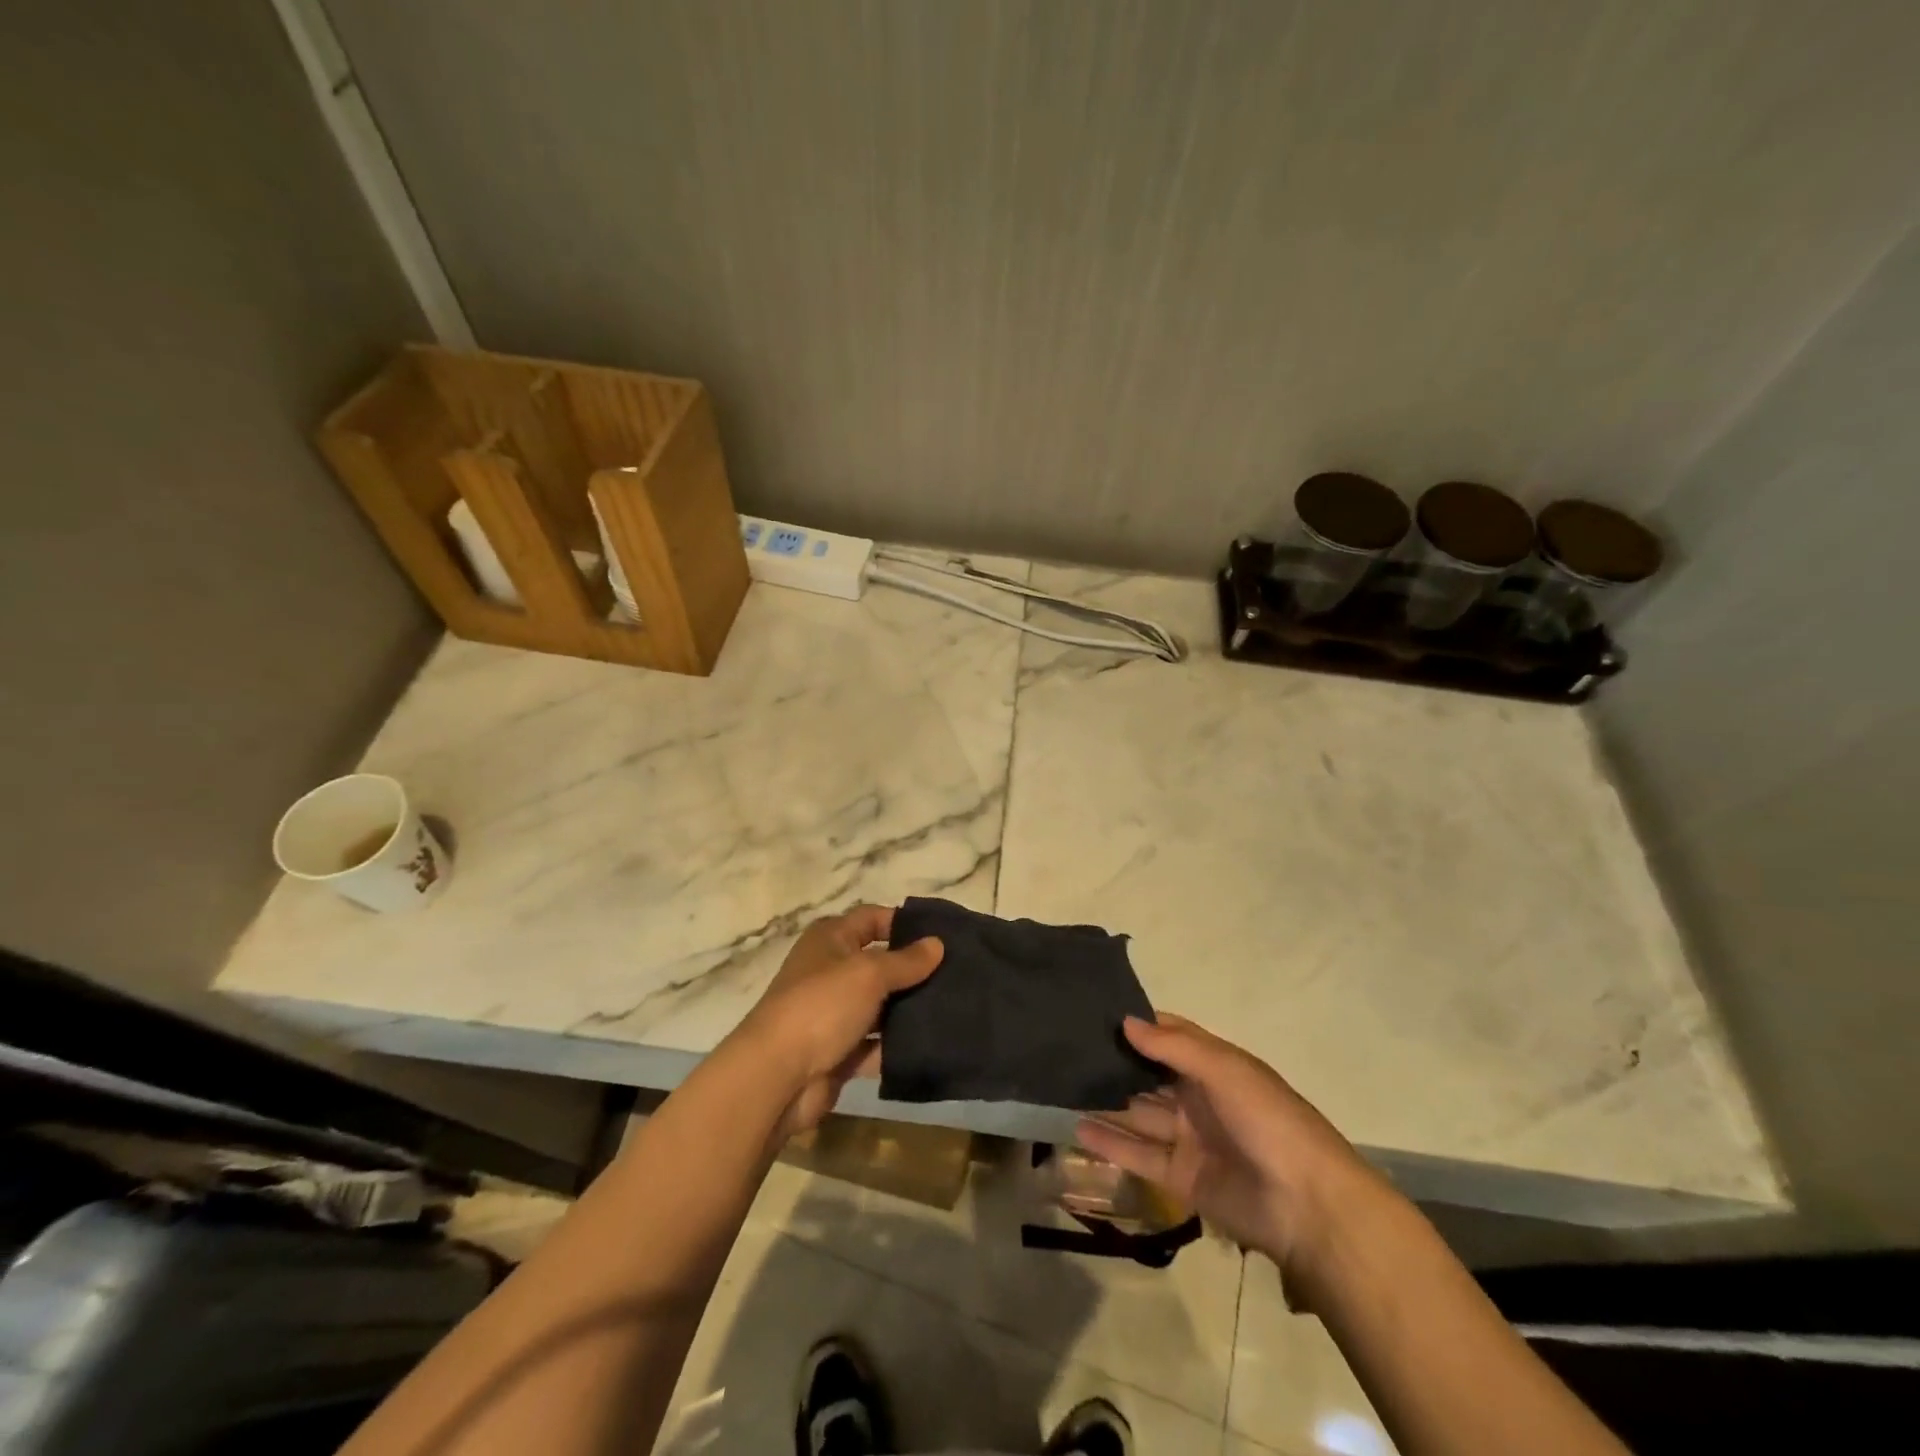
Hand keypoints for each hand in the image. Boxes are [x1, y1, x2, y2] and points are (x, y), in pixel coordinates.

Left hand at [738, 904, 942, 1138]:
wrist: (777, 1077)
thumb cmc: (822, 1006)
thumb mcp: (869, 974)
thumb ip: (906, 961)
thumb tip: (937, 944)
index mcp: (830, 939)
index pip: (872, 918)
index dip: (904, 923)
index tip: (943, 934)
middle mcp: (830, 971)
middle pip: (879, 963)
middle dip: (914, 969)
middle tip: (958, 973)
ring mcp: (833, 1014)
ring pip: (880, 1006)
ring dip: (909, 1009)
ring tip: (955, 1009)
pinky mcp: (838, 1052)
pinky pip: (875, 1044)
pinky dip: (896, 1046)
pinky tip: (933, 1045)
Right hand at [1077, 1015, 1390, 1286]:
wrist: (1305, 1205)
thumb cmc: (1268, 1120)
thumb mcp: (1224, 1069)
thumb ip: (1172, 1046)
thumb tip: (1125, 1021)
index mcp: (1215, 1066)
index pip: (1170, 1037)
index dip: (1138, 1025)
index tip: (1096, 1013)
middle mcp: (1198, 1097)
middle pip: (1149, 1074)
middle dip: (1116, 1062)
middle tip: (1069, 1048)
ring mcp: (1189, 1138)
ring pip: (1139, 1113)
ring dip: (1108, 1101)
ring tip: (1064, 1085)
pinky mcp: (1180, 1177)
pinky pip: (1139, 1154)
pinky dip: (1110, 1142)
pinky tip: (1077, 1127)